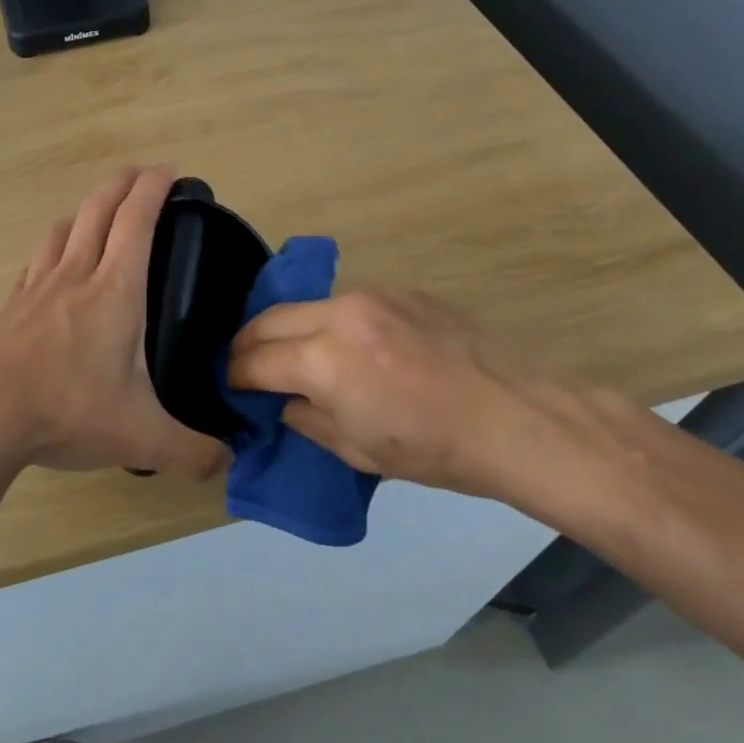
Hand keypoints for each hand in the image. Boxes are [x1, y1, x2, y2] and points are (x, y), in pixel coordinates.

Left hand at [0, 165, 229, 478]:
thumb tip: (228, 460)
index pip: (136, 220)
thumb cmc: (68, 410)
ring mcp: (38, 285)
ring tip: (99, 211)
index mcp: (115, 290)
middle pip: (98, 208)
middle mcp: (76, 274)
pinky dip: (54, 246)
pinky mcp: (13, 304)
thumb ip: (193, 450)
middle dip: (122, 182)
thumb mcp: (142, 439)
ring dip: (85, 209)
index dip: (154, 188)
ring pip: (64, 227)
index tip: (169, 170)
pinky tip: (54, 262)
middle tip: (141, 174)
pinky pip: (37, 259)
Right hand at [227, 288, 604, 499]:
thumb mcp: (357, 451)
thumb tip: (284, 400)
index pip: (257, 360)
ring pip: (307, 305)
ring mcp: (372, 296)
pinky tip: (349, 346)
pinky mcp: (400, 290)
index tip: (228, 384)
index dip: (235, 374)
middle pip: (270, 318)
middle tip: (244, 364)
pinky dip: (331, 322)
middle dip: (248, 343)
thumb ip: (307, 419)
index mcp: (325, 360)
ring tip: (292, 354)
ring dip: (290, 329)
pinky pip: (348, 302)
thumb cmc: (433, 450)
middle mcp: (340, 315)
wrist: (515, 419)